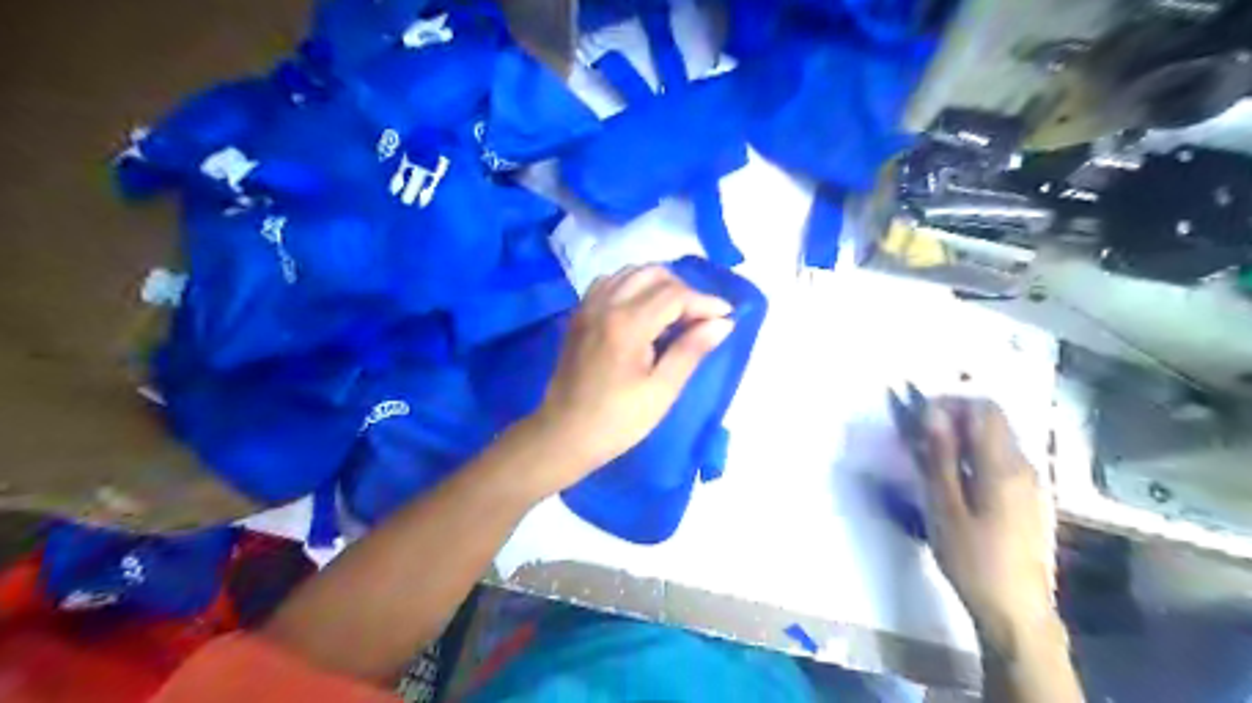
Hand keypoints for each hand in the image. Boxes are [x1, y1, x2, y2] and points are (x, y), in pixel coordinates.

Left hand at [523, 263, 735, 483]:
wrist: (564, 434)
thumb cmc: (618, 421)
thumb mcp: (661, 391)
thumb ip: (691, 350)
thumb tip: (723, 322)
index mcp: (627, 325)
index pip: (675, 295)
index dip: (705, 302)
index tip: (726, 316)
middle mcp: (605, 305)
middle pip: (653, 275)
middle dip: (683, 290)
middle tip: (700, 318)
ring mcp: (587, 306)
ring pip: (630, 273)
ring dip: (658, 284)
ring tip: (675, 313)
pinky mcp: (579, 314)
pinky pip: (610, 282)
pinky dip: (632, 286)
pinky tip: (643, 309)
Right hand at [916, 399, 1053, 650]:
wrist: (1017, 612)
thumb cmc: (973, 559)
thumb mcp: (944, 507)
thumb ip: (939, 456)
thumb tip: (932, 412)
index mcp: (1004, 465)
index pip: (983, 408)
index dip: (949, 403)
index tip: (918, 419)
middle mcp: (1025, 466)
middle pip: (992, 420)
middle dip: (953, 419)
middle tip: (918, 439)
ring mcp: (1032, 483)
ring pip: (996, 440)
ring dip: (962, 438)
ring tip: (930, 460)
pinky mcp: (1029, 499)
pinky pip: (1001, 460)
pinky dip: (974, 457)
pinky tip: (955, 482)